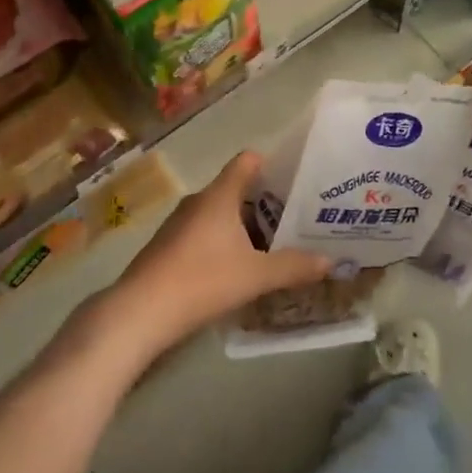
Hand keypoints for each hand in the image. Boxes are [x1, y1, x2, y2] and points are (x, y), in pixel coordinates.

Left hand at [102, 152, 331, 359]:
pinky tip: (235, 267)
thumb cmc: (202, 280)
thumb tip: (331, 261)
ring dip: (243, 226)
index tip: (295, 180)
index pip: (247, 161)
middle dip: (265, 203)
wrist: (140, 311)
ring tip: (271, 245)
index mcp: (219, 196)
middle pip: (236, 190)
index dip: (271, 164)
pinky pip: (203, 233)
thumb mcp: (256, 276)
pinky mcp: (167, 246)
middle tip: (294, 219)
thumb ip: (294, 266)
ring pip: (219, 214)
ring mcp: (178, 223)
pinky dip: (222, 242)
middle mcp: (198, 201)